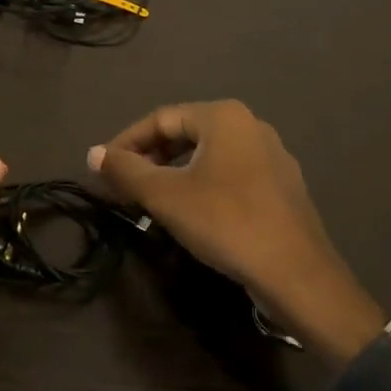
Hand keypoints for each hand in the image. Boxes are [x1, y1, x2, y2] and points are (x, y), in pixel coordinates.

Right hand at [89, 101, 383, 367]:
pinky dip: (202, 184)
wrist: (297, 274)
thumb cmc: (226, 222)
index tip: (103, 168)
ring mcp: (271, 154)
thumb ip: (126, 171)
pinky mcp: (281, 184)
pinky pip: (230, 173)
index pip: (161, 118)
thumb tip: (93, 153)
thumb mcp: (166, 196)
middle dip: (150, 157)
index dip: (127, 142)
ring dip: (174, 172)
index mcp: (223, 116)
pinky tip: (192, 211)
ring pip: (208, 155)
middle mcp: (250, 125)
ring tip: (151, 199)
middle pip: (186, 133)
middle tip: (124, 185)